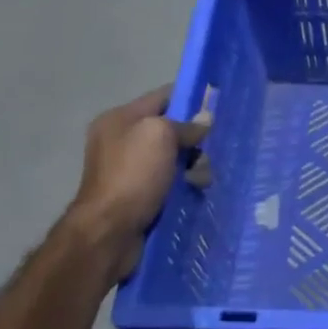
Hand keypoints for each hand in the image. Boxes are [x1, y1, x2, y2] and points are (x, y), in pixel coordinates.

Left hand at [66, 86, 207, 282]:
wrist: (109, 231)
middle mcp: (121, 140)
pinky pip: (170, 180)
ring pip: (174, 158)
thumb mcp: (160, 136)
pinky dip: (184, 184)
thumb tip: (204, 120)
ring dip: (193, 166)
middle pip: (171, 130)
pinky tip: (195, 192)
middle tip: (206, 154)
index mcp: (120, 119)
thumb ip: (185, 124)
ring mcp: (129, 169)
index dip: (191, 99)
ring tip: (201, 180)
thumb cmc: (133, 175)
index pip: (163, 97)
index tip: (218, 107)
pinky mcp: (138, 194)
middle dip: (194, 140)